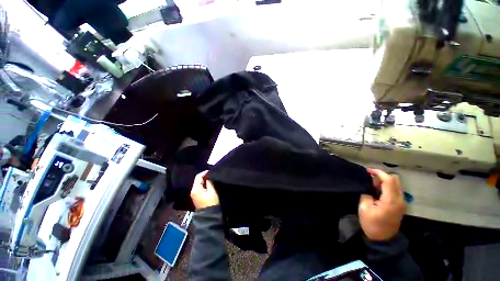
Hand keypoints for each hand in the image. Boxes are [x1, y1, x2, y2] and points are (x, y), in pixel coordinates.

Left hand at [190, 170, 219, 209]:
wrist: (210, 216)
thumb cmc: (212, 202)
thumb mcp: (212, 190)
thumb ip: (210, 182)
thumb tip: (209, 175)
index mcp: (195, 189)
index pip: (198, 176)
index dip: (205, 172)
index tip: (212, 171)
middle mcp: (193, 191)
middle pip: (198, 180)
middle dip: (205, 176)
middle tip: (213, 174)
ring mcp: (195, 195)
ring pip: (199, 184)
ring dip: (205, 181)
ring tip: (212, 179)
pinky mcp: (198, 198)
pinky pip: (200, 188)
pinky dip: (205, 185)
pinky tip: (210, 185)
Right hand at [358, 168, 404, 240]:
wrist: (383, 239)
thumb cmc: (372, 224)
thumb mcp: (364, 208)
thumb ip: (367, 194)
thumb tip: (369, 186)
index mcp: (391, 200)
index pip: (389, 180)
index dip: (379, 173)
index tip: (368, 171)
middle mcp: (400, 200)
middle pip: (395, 180)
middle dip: (382, 175)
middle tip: (370, 177)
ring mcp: (402, 202)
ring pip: (396, 184)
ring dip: (385, 181)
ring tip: (372, 183)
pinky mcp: (400, 205)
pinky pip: (396, 190)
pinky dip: (387, 186)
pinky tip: (378, 190)